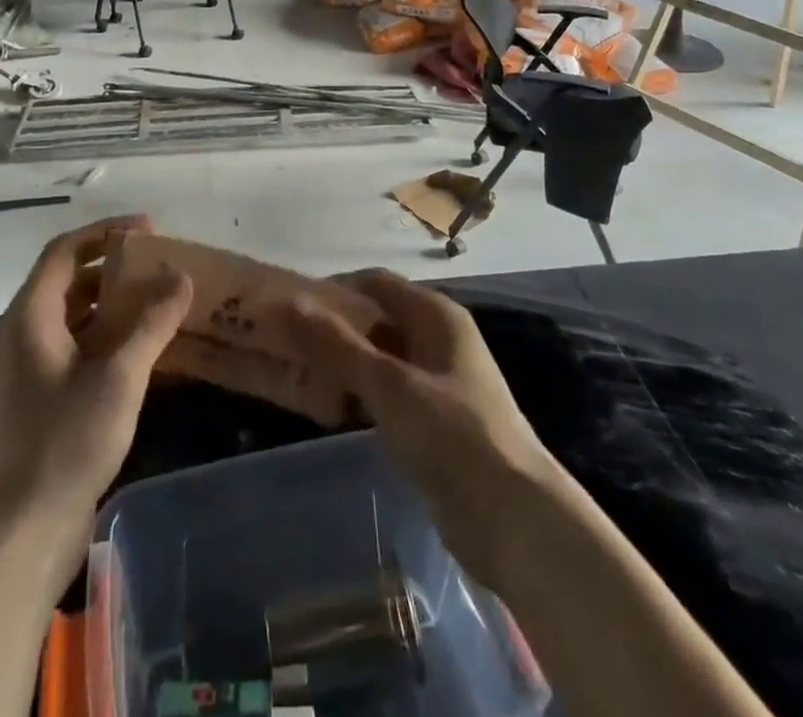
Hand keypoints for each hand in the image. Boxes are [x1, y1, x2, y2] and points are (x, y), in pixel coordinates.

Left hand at [0, 216, 192, 543]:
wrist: (22, 533)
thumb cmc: (65, 442)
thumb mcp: (118, 377)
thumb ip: (152, 323)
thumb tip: (182, 277)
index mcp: (32, 315)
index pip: (66, 250)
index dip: (106, 232)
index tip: (150, 229)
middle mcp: (28, 331)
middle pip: (72, 279)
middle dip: (117, 266)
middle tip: (162, 263)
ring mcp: (36, 366)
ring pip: (80, 314)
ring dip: (118, 301)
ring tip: (163, 298)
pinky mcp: (48, 395)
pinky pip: (84, 345)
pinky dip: (114, 335)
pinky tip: (150, 345)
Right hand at [290, 269, 563, 589]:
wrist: (514, 520)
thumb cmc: (453, 435)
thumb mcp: (389, 384)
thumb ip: (337, 345)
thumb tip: (289, 304)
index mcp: (436, 314)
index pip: (376, 282)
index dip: (335, 288)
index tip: (290, 305)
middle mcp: (439, 338)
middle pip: (379, 318)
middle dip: (337, 326)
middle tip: (287, 341)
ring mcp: (439, 381)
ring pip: (383, 357)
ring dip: (347, 361)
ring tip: (300, 371)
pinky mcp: (436, 420)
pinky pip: (390, 391)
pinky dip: (363, 392)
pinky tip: (332, 405)